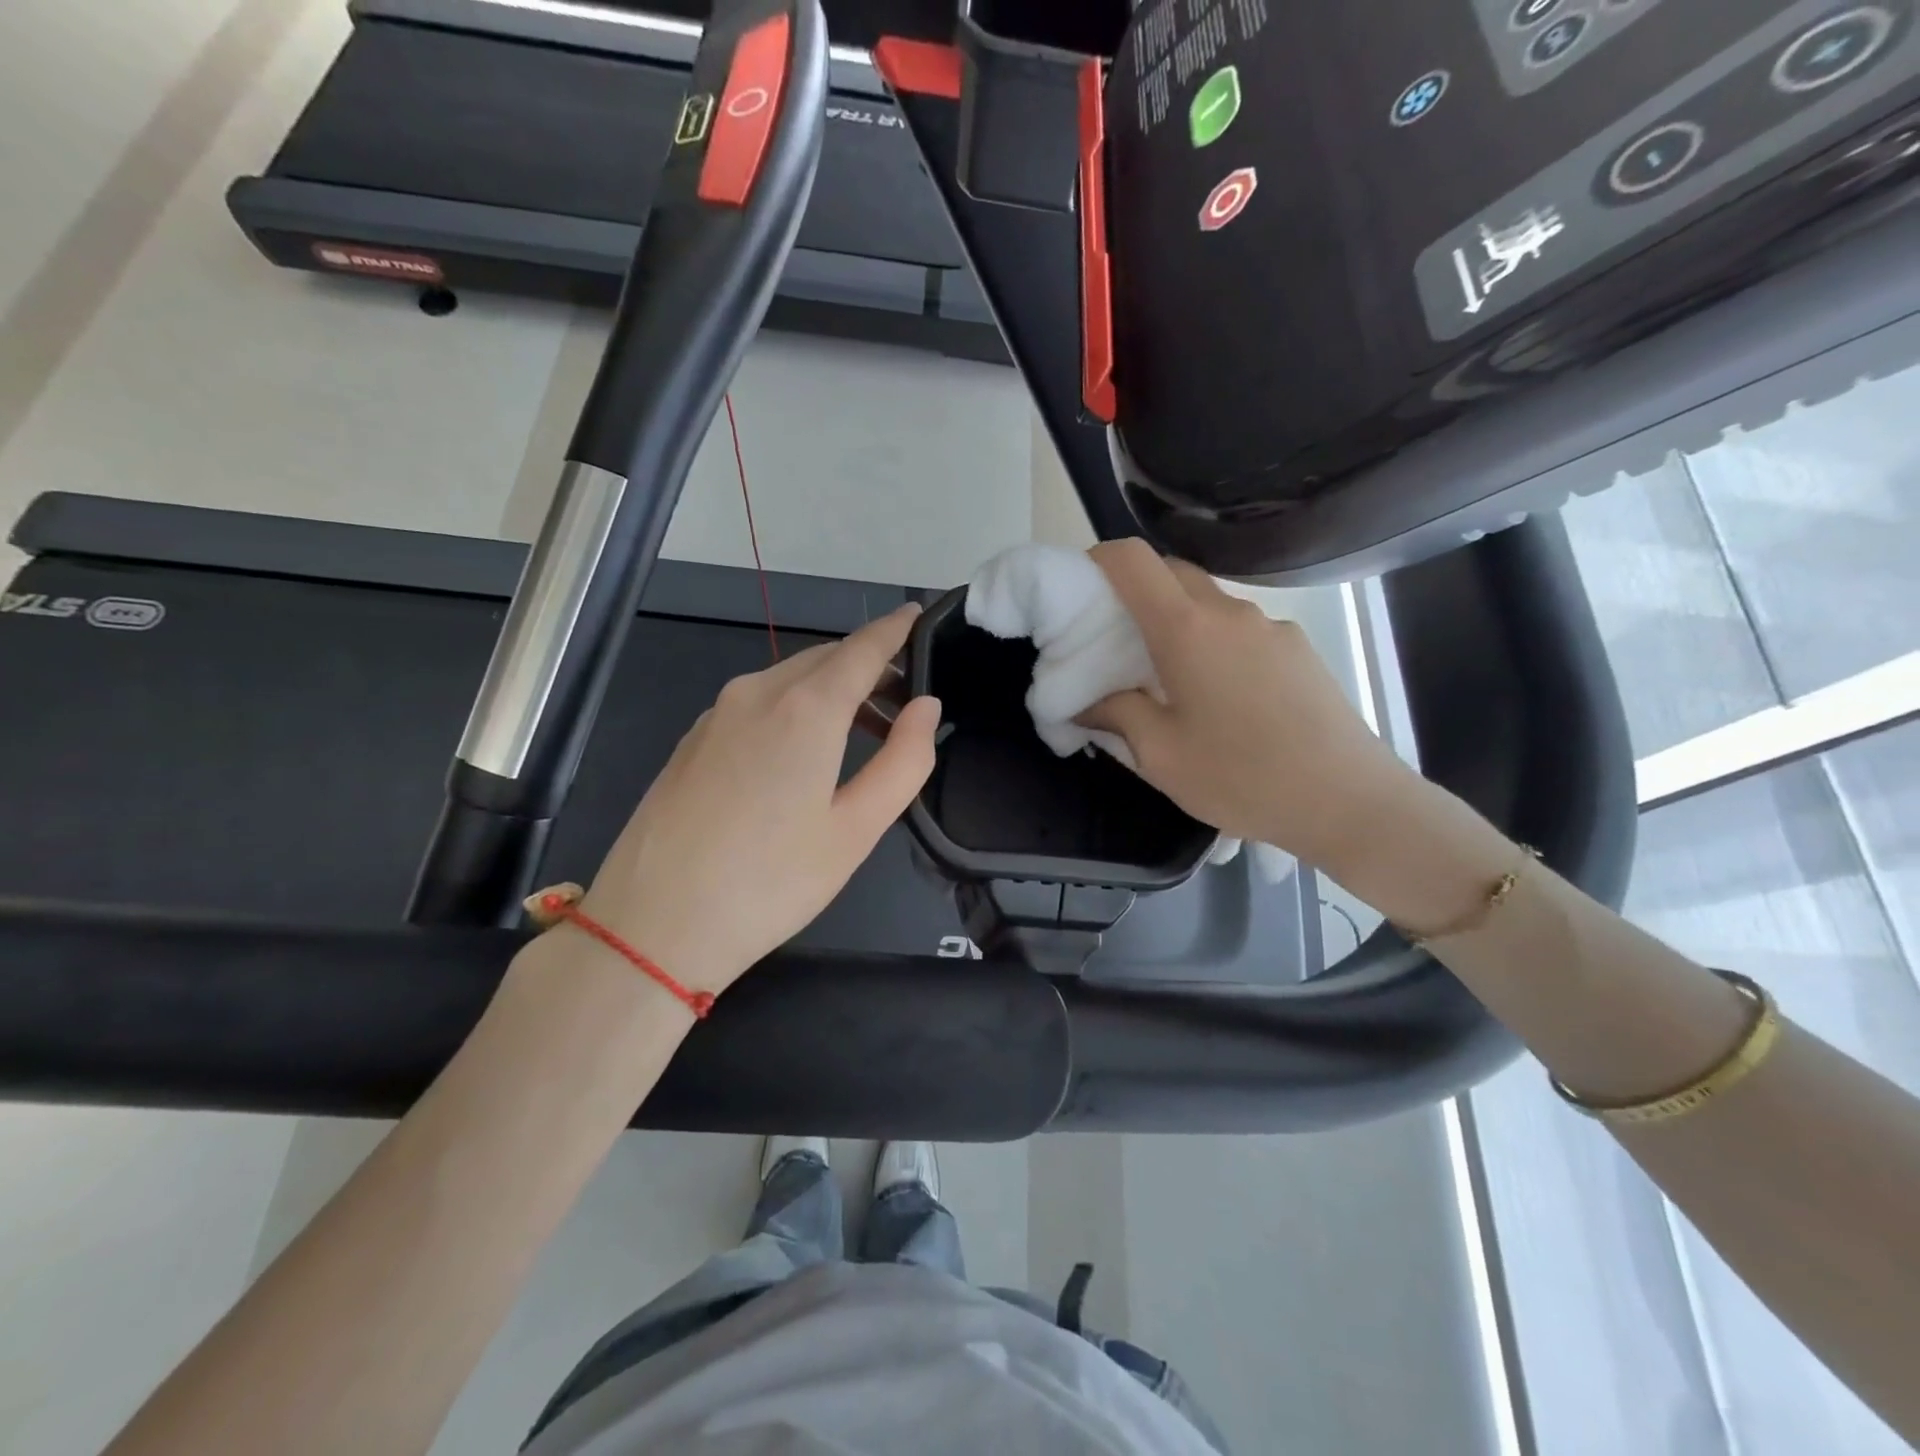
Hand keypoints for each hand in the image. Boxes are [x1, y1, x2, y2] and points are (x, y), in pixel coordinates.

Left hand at [580, 604, 939, 997]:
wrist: (651, 927)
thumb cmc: (769, 882)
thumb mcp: (856, 830)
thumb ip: (903, 761)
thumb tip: (925, 706)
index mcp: (805, 708)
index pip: (862, 648)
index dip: (895, 629)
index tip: (919, 614)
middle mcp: (757, 692)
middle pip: (825, 659)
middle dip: (868, 666)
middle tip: (905, 698)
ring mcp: (716, 714)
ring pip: (789, 678)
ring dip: (832, 689)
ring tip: (864, 731)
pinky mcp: (693, 739)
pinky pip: (757, 702)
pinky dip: (794, 706)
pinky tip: (803, 752)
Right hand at [1078, 540, 1419, 869]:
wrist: (1349, 800)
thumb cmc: (1242, 777)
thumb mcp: (1160, 756)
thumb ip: (1116, 715)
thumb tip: (1087, 701)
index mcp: (1187, 630)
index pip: (1134, 560)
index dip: (1099, 560)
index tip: (1080, 589)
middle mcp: (1230, 613)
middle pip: (1172, 572)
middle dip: (1135, 591)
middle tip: (1115, 640)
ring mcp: (1272, 627)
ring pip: (1209, 603)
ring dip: (1178, 621)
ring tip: (1169, 678)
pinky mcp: (1299, 648)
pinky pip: (1241, 629)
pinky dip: (1215, 643)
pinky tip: (1222, 699)